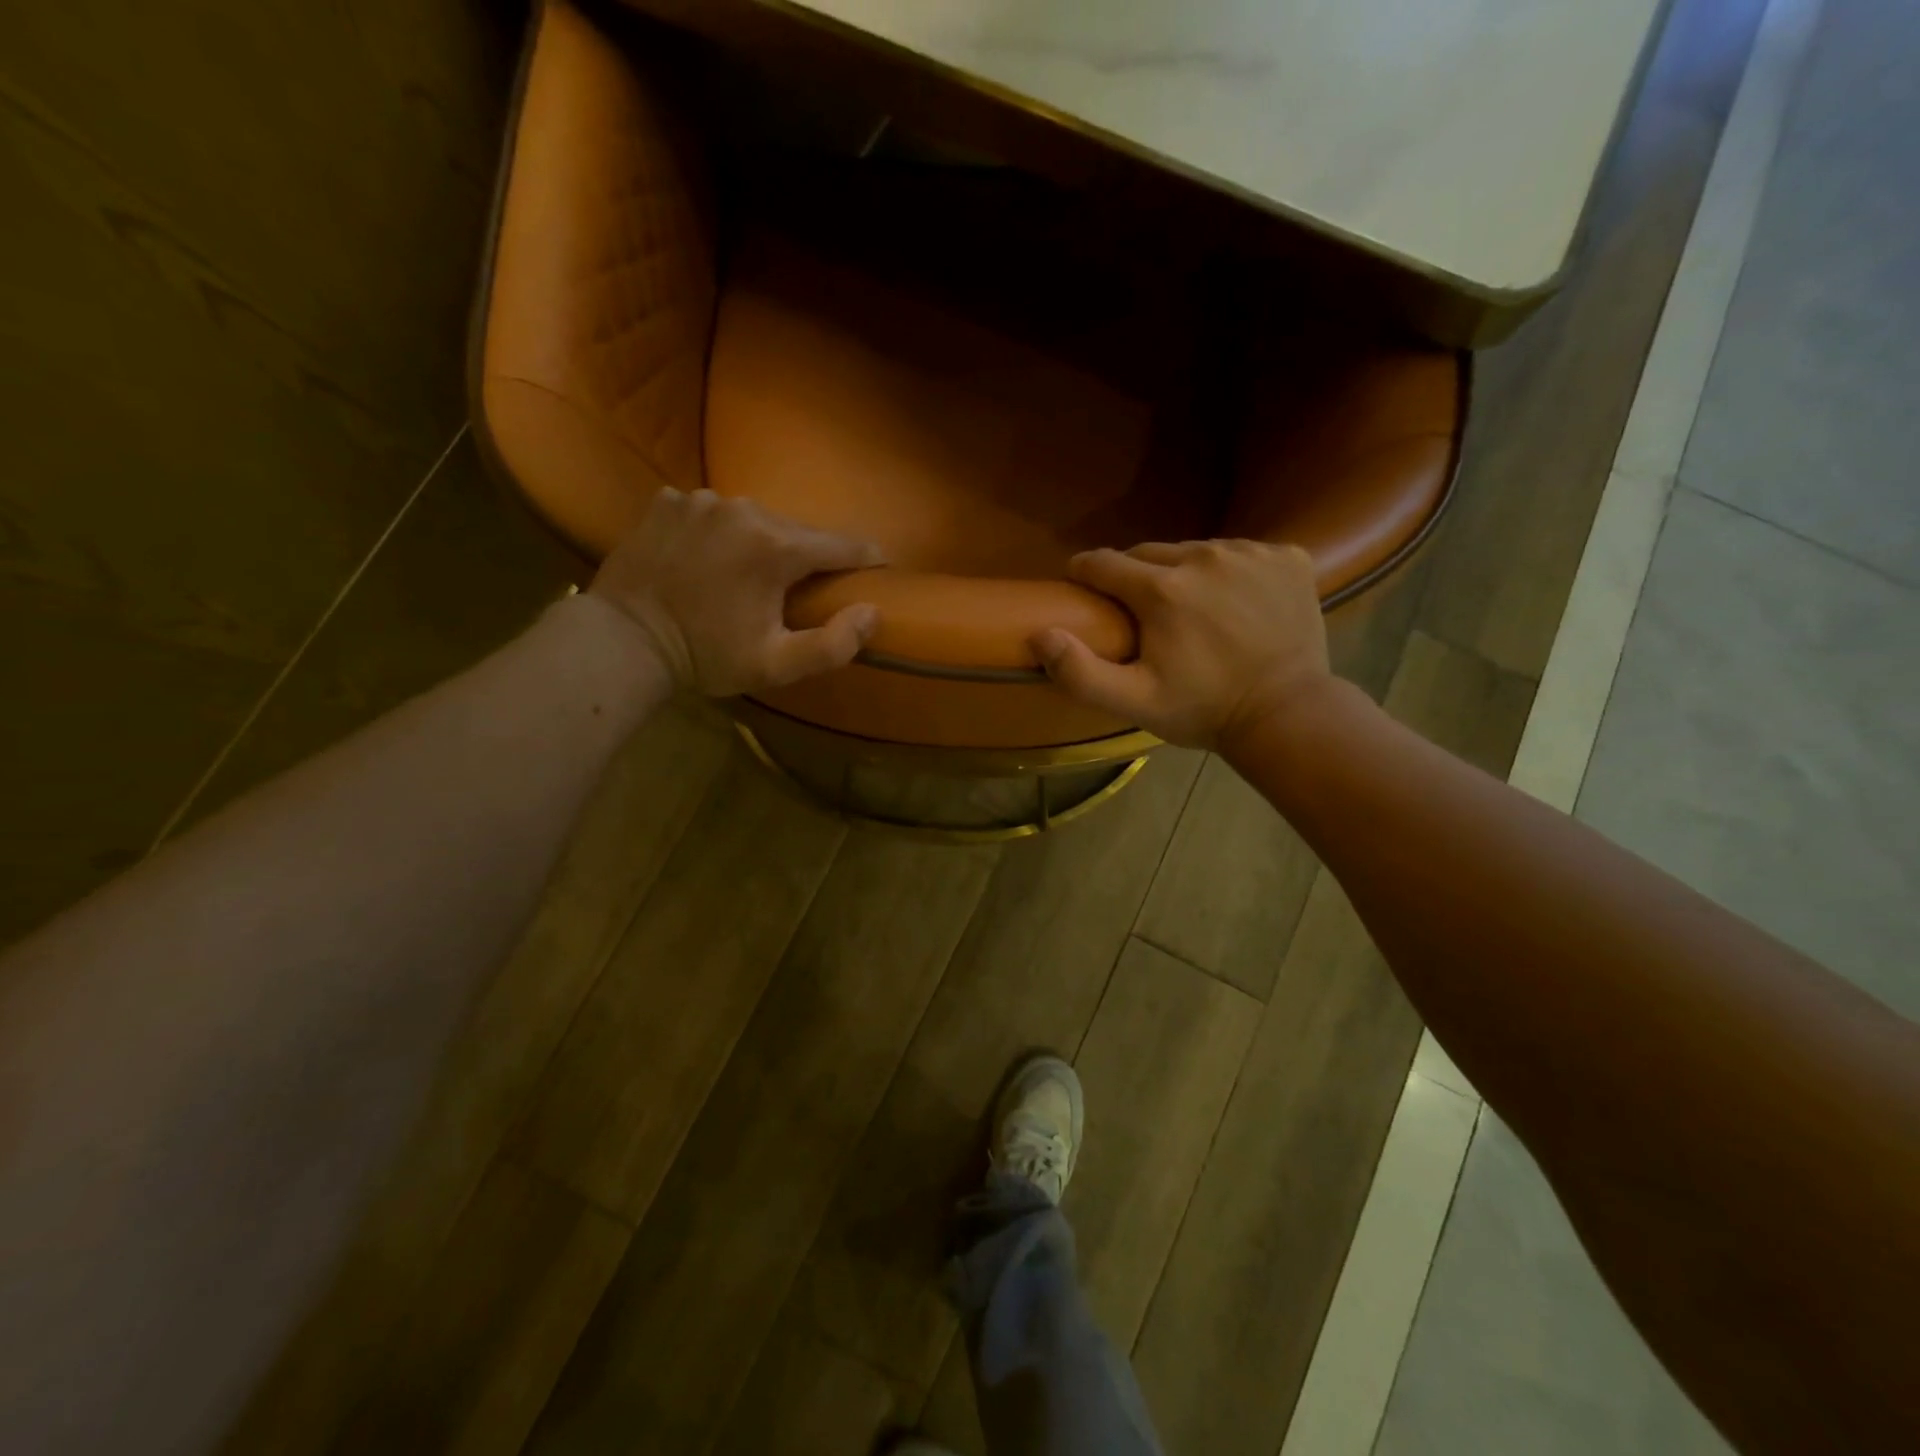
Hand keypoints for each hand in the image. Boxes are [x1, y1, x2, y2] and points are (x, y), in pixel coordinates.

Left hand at [590, 488, 884, 696]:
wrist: (624, 641)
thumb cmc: (706, 656)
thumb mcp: (776, 665)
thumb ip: (833, 644)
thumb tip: (872, 612)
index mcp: (776, 547)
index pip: (841, 545)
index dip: (865, 558)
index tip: (878, 567)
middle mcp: (743, 509)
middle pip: (796, 530)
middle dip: (807, 556)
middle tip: (804, 588)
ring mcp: (700, 500)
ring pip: (753, 518)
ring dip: (762, 543)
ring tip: (751, 575)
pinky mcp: (667, 502)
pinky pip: (711, 512)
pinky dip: (719, 532)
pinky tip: (707, 559)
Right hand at [1030, 539, 1332, 749]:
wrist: (1287, 714)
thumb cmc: (1203, 710)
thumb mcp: (1134, 702)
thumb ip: (1080, 672)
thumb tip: (1041, 634)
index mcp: (1162, 590)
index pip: (1103, 563)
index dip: (1085, 574)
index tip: (1081, 588)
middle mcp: (1205, 557)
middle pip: (1149, 552)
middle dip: (1134, 576)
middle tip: (1139, 611)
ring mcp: (1251, 553)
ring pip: (1195, 550)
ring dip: (1182, 572)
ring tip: (1189, 609)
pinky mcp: (1287, 557)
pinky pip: (1241, 552)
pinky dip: (1230, 572)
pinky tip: (1234, 604)